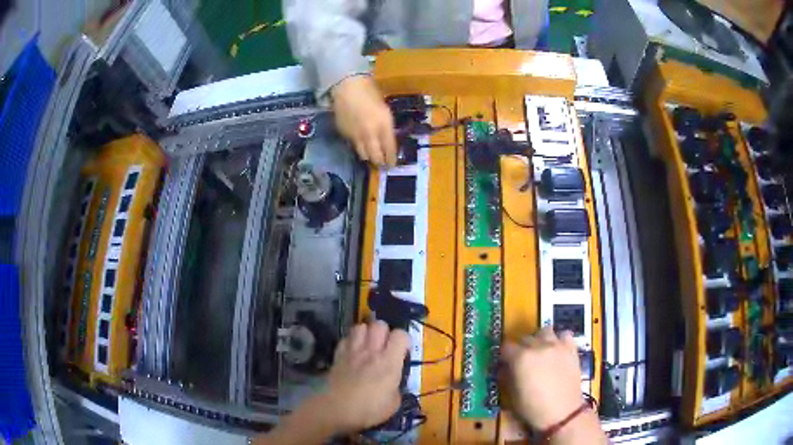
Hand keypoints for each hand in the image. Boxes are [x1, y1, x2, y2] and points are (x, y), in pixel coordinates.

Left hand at [318, 320, 409, 432]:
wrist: (336, 409)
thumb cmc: (369, 409)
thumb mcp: (393, 403)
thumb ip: (396, 387)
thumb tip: (393, 383)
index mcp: (389, 361)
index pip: (401, 335)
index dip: (404, 340)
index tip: (403, 351)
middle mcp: (372, 351)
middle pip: (379, 325)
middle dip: (384, 332)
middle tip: (385, 346)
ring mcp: (352, 351)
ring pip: (360, 327)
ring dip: (366, 333)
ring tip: (368, 346)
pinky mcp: (338, 355)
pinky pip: (345, 338)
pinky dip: (350, 342)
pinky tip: (352, 352)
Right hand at [331, 76, 397, 165]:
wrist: (348, 88)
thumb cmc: (370, 93)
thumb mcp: (385, 111)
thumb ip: (386, 127)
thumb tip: (387, 141)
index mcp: (384, 125)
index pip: (389, 149)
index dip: (391, 159)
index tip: (392, 164)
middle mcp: (370, 134)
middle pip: (376, 157)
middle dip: (380, 162)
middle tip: (382, 164)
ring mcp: (356, 136)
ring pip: (363, 155)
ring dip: (369, 157)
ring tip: (371, 157)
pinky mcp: (345, 135)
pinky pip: (353, 145)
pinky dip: (358, 146)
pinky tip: (360, 142)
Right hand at [501, 327, 583, 429]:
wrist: (563, 412)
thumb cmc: (533, 407)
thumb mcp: (512, 395)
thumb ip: (507, 376)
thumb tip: (505, 367)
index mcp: (520, 358)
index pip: (506, 347)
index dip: (505, 356)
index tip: (506, 364)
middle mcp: (538, 346)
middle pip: (525, 338)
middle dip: (521, 348)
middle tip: (523, 362)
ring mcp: (557, 345)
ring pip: (544, 331)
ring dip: (540, 340)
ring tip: (541, 352)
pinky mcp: (571, 348)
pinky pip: (564, 335)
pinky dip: (560, 340)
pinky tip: (558, 350)